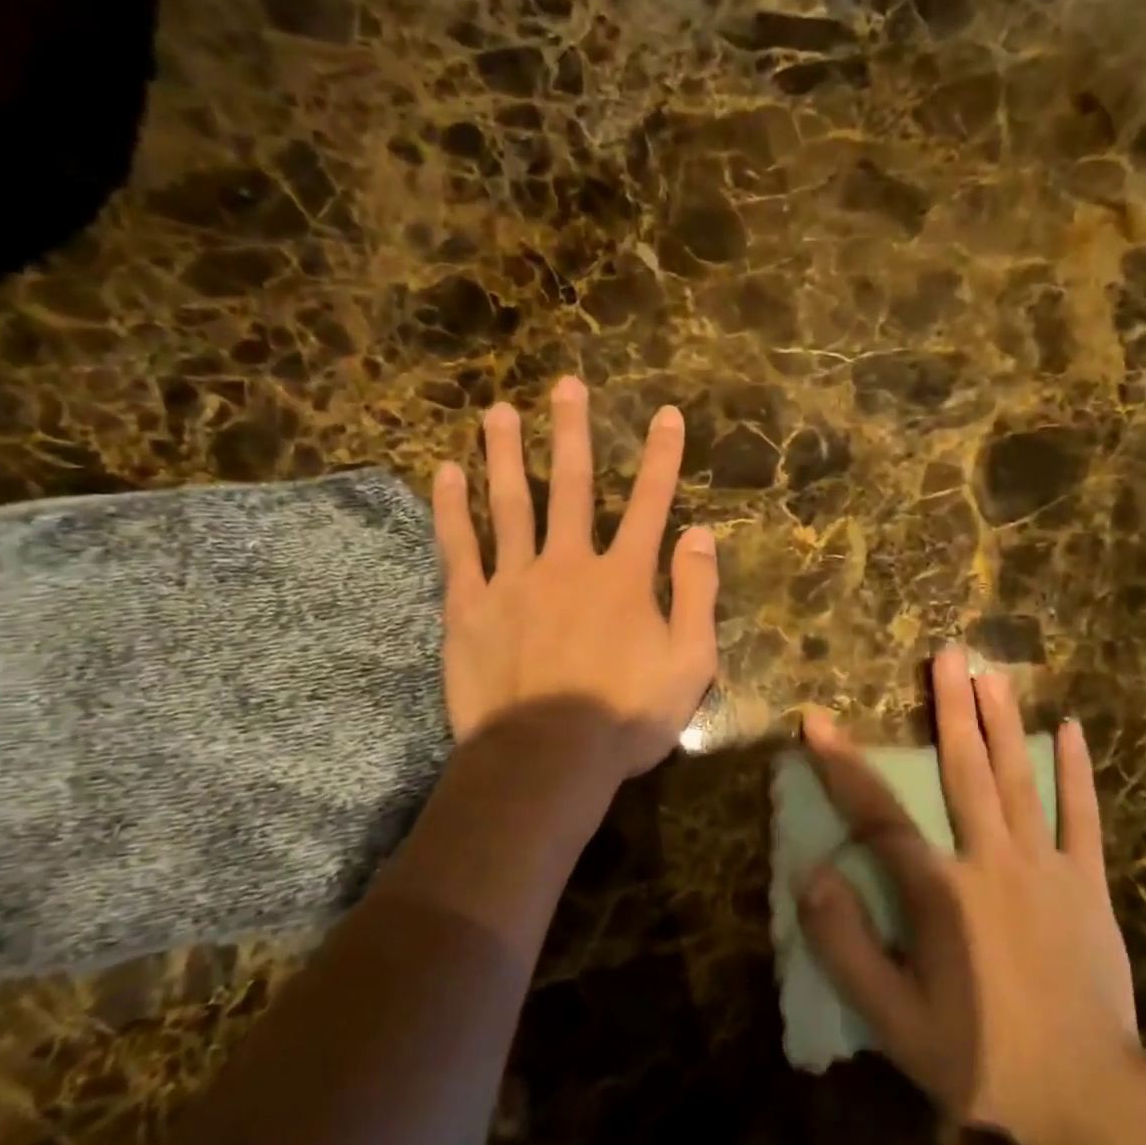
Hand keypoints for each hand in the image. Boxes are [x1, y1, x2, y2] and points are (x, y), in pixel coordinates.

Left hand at [431, 376, 718, 781]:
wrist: (547, 759)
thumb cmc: (626, 717)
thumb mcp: (690, 663)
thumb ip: (697, 595)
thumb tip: (700, 534)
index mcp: (624, 577)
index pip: (650, 503)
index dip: (662, 457)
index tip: (666, 414)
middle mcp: (569, 563)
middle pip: (571, 485)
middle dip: (572, 432)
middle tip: (566, 385)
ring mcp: (514, 580)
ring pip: (509, 503)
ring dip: (505, 453)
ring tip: (499, 411)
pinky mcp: (470, 607)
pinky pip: (459, 547)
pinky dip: (452, 509)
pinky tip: (445, 473)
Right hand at [797, 646, 1145, 1144]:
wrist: (1090, 1097)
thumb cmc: (982, 1058)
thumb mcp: (895, 1022)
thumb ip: (847, 948)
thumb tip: (812, 876)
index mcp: (941, 891)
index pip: (878, 814)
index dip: (842, 765)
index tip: (816, 720)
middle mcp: (992, 860)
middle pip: (964, 770)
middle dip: (950, 708)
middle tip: (946, 654)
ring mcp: (1046, 865)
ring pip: (1019, 779)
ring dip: (1002, 721)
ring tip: (991, 672)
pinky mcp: (1087, 881)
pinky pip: (1082, 816)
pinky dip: (1076, 771)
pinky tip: (1070, 728)